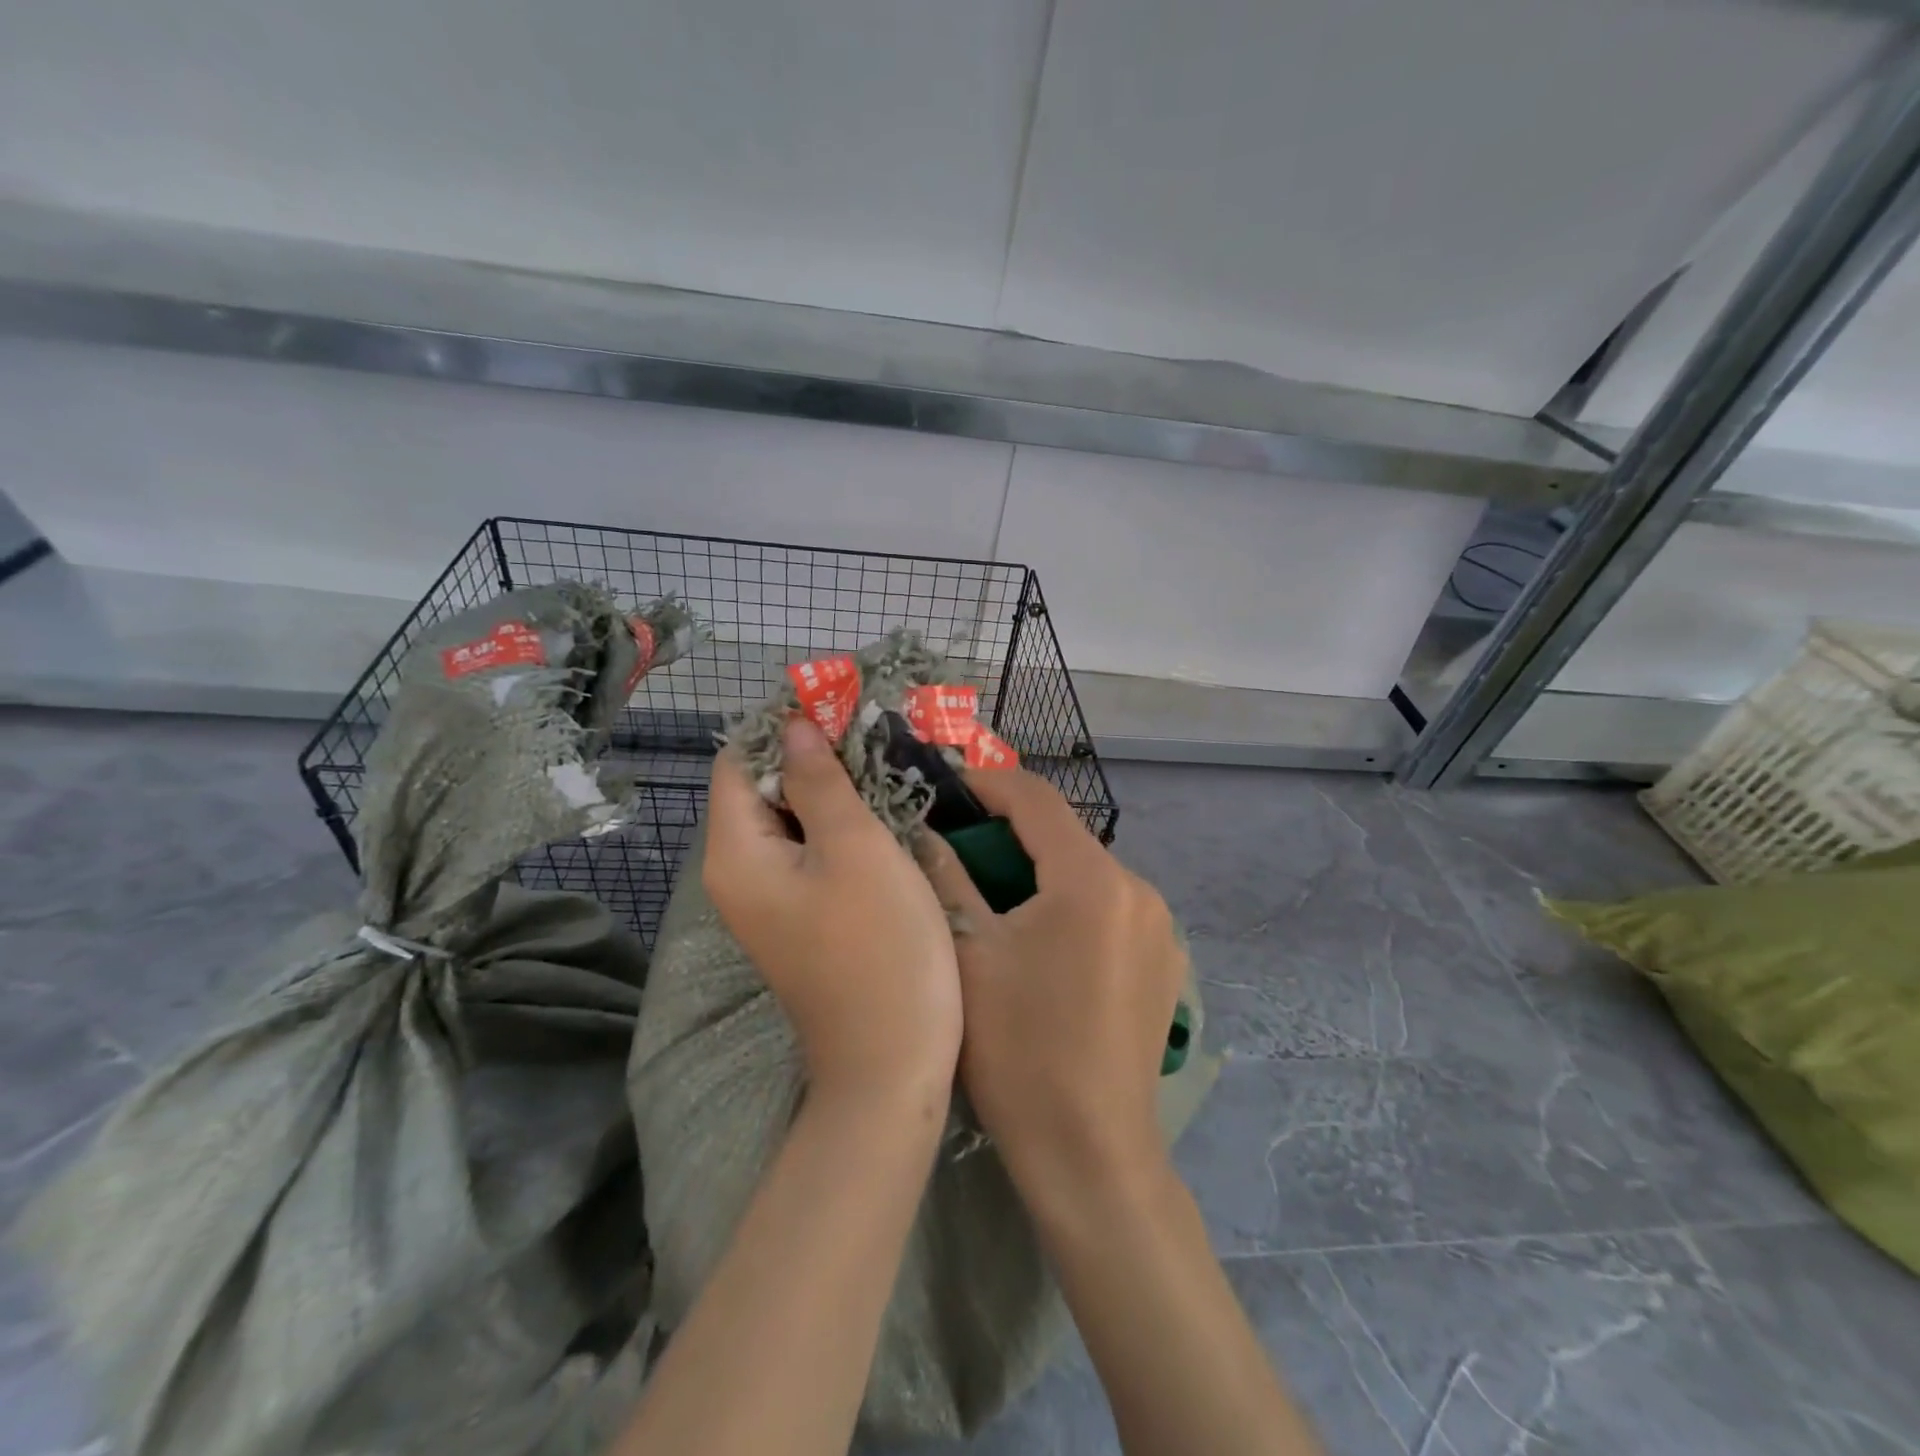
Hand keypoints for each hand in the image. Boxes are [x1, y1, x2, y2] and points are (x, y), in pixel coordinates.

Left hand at [703, 716, 961, 1102]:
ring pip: (792, 821)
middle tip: (873, 736)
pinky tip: (883, 816)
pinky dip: (840, 827)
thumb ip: (819, 780)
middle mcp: (739, 874)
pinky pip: (810, 854)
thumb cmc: (879, 946)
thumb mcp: (855, 848)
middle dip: (813, 757)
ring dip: (832, 791)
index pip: (739, 762)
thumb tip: (793, 724)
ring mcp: (770, 901)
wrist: (892, 1062)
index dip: (782, 728)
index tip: (839, 707)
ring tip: (885, 766)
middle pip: (763, 790)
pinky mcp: (801, 918)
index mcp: (736, 853)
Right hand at [921, 770, 1185, 1194]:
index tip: (946, 782)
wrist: (1092, 1156)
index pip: (1036, 799)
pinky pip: (1108, 909)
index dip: (987, 781)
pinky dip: (1069, 904)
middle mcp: (1139, 890)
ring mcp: (1160, 928)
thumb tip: (923, 829)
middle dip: (1008, 831)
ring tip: (991, 893)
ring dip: (1038, 869)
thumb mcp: (968, 955)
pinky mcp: (1164, 962)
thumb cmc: (1019, 1052)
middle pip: (1064, 836)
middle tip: (955, 844)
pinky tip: (1039, 940)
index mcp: (1093, 880)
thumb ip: (946, 877)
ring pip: (1086, 873)